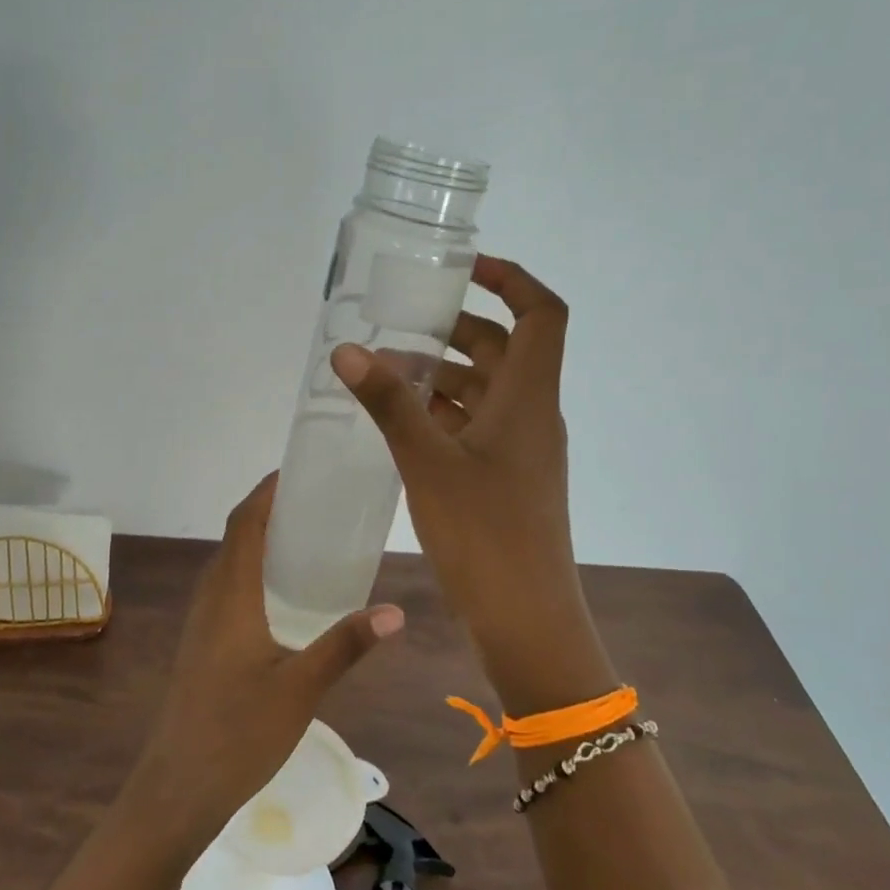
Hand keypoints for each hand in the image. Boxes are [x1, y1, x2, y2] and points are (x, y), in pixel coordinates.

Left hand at [126, 473, 403, 850]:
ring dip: (260, 541)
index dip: (266, 491)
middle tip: (316, 504)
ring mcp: (201, 622)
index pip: (244, 523)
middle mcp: (211, 598)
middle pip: (236, 537)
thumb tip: (395, 612)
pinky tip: (283, 597)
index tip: (298, 473)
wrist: (178, 787)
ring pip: (229, 564)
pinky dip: (254, 571)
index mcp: (231, 595)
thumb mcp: (301, 688)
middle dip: (270, 511)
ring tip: (307, 540)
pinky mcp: (202, 643)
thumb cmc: (238, 733)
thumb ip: (345, 645)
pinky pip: (228, 588)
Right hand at [330, 254, 612, 713]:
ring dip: (443, 376)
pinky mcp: (506, 480)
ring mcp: (522, 451)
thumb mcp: (427, 461)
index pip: (542, 313)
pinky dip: (443, 414)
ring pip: (486, 391)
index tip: (462, 268)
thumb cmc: (484, 534)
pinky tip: (400, 424)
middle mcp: (533, 415)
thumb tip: (347, 350)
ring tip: (385, 375)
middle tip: (400, 326)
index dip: (511, 278)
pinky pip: (477, 427)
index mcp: (529, 398)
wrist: (526, 620)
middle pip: (505, 349)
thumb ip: (388, 403)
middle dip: (456, 329)